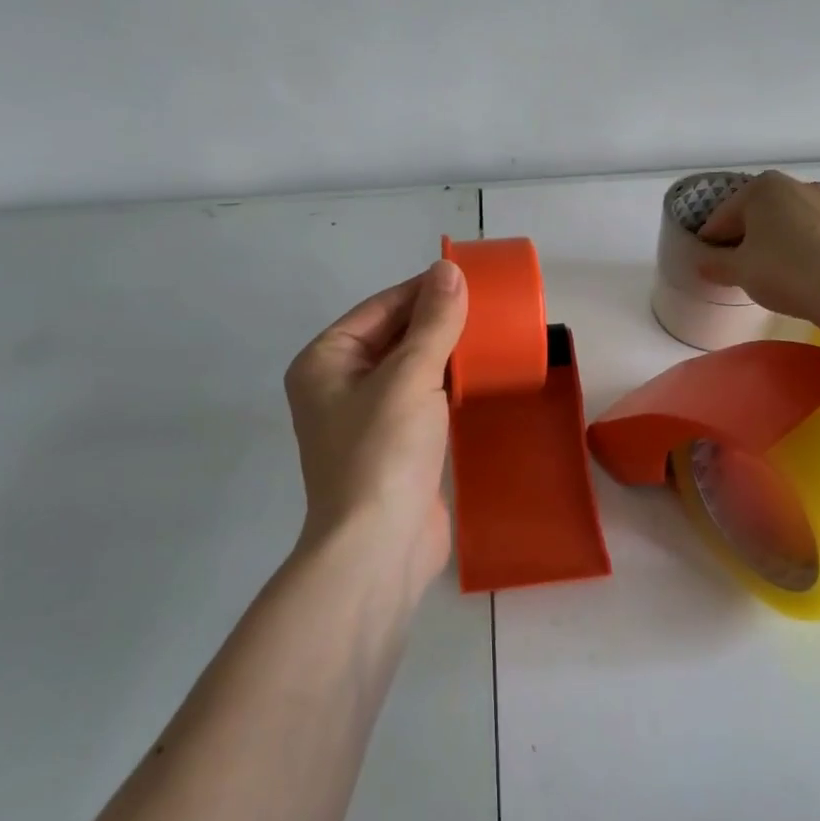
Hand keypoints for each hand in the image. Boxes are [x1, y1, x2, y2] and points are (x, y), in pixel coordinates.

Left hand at [284, 260, 468, 595]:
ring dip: (447, 353)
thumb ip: (433, 322)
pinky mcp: (395, 445)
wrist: (379, 550)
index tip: (470, 277)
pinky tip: (482, 375)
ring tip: (493, 333)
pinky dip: (449, 385)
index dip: (424, 289)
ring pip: (411, 369)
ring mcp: (367, 418)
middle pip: (395, 336)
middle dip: (438, 321)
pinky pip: (423, 400)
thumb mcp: (410, 377)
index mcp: (326, 361)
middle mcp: (339, 385)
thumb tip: (449, 270)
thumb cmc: (383, 453)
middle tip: (490, 305)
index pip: (380, 308)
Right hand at [696, 171, 819, 323]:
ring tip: (775, 268)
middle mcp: (797, 185)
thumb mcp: (739, 271)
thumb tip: (702, 263)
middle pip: (760, 212)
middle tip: (739, 264)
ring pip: (793, 219)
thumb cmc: (784, 272)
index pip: (724, 215)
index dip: (712, 239)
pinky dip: (810, 245)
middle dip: (747, 234)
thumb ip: (715, 264)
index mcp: (762, 188)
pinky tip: (808, 269)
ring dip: (780, 237)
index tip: (708, 260)